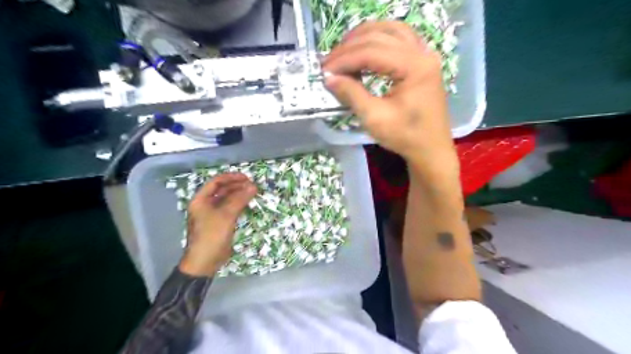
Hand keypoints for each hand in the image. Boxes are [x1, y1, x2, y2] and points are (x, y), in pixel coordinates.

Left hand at [177, 172, 255, 277]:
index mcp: (201, 200)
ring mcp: (212, 214)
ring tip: (253, 193)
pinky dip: (238, 205)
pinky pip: (229, 209)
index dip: (231, 178)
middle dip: (237, 186)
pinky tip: (248, 203)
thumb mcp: (226, 215)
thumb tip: (253, 186)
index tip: (246, 178)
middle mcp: (205, 205)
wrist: (204, 261)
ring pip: (227, 200)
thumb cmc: (212, 235)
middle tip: (252, 185)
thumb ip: (240, 199)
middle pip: (222, 190)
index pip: (216, 182)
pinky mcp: (219, 223)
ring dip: (239, 195)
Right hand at [326, 20, 458, 177]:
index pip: (372, 52)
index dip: (345, 59)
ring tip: (343, 51)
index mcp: (415, 67)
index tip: (325, 70)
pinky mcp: (422, 61)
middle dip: (350, 47)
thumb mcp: (375, 118)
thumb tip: (329, 78)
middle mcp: (423, 53)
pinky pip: (399, 38)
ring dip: (364, 37)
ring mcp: (425, 55)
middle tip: (329, 62)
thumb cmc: (405, 136)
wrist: (430, 149)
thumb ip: (352, 94)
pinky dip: (379, 39)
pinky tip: (365, 48)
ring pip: (390, 30)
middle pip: (380, 37)